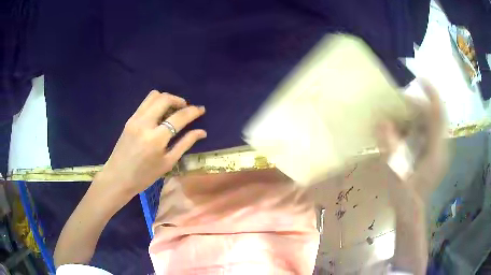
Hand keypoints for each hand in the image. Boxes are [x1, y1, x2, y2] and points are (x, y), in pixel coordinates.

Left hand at [97, 90, 206, 198]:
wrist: (118, 177)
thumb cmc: (145, 176)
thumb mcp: (167, 163)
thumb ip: (185, 144)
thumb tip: (202, 132)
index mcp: (156, 139)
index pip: (179, 117)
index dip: (193, 111)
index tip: (201, 109)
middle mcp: (145, 123)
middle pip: (165, 98)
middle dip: (179, 100)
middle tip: (186, 109)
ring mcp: (135, 119)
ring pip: (153, 96)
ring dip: (167, 99)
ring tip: (172, 110)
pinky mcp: (130, 119)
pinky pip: (145, 103)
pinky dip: (156, 103)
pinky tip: (159, 115)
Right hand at [376, 80, 447, 274]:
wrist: (411, 212)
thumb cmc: (404, 196)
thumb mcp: (395, 172)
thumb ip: (390, 146)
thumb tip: (381, 122)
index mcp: (436, 151)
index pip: (438, 115)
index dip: (431, 94)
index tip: (419, 79)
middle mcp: (441, 147)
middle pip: (433, 116)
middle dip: (417, 106)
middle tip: (399, 104)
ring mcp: (438, 151)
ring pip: (430, 124)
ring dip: (415, 116)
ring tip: (399, 117)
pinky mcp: (433, 154)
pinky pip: (427, 132)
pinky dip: (416, 127)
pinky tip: (404, 132)